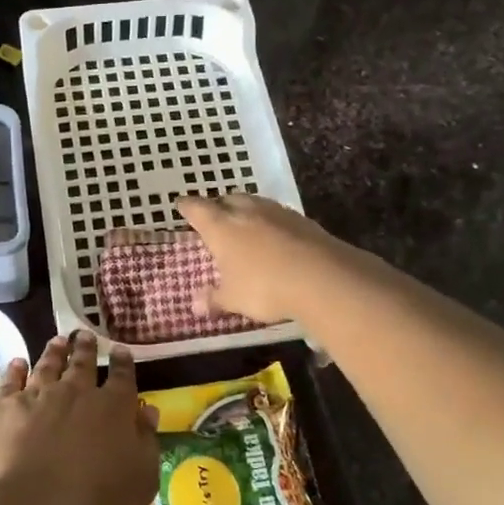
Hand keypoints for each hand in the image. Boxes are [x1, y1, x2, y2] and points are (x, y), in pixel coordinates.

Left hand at [0, 331, 159, 504]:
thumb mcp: (141, 479)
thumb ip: (145, 441)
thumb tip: (147, 412)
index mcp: (113, 408)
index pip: (122, 377)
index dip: (123, 363)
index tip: (120, 350)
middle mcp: (75, 393)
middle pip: (82, 363)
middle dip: (85, 348)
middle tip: (84, 335)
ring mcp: (36, 397)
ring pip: (46, 365)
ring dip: (54, 352)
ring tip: (57, 341)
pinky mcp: (2, 409)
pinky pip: (11, 381)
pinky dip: (16, 370)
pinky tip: (18, 363)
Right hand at [176, 193, 346, 324]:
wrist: (322, 278)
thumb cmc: (264, 287)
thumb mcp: (234, 299)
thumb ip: (214, 299)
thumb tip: (195, 305)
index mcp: (221, 226)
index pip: (198, 209)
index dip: (188, 206)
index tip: (181, 204)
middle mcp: (247, 212)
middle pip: (228, 199)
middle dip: (219, 205)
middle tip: (215, 215)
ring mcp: (277, 213)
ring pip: (256, 203)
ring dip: (247, 210)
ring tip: (244, 223)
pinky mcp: (303, 221)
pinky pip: (279, 216)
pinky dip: (271, 222)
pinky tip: (275, 236)